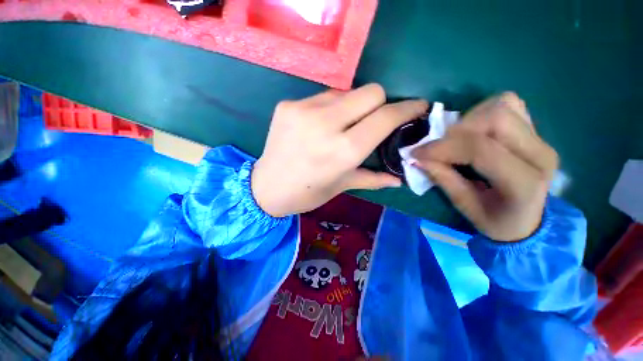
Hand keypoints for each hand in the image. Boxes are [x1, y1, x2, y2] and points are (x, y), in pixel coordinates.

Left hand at [252, 84, 428, 216]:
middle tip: (372, 120)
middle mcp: (326, 125)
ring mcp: (303, 110)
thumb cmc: (307, 193)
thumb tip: (399, 178)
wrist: (266, 187)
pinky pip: (322, 96)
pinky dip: (329, 108)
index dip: (406, 109)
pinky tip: (319, 125)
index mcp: (344, 150)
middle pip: (371, 91)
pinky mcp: (288, 105)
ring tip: (342, 126)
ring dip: (352, 106)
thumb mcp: (342, 186)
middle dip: (379, 104)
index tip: (416, 107)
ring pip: (346, 92)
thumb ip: (373, 178)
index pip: (385, 116)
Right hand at [412, 93, 558, 241]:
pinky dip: (483, 112)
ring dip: (469, 120)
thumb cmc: (496, 220)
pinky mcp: (535, 131)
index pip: (481, 149)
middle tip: (439, 147)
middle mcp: (539, 154)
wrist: (528, 219)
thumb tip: (417, 158)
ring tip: (456, 140)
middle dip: (456, 131)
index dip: (443, 147)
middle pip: (496, 117)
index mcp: (524, 182)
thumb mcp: (465, 206)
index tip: (417, 153)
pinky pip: (508, 105)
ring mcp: (541, 138)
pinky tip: (474, 132)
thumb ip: (443, 179)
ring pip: (502, 105)